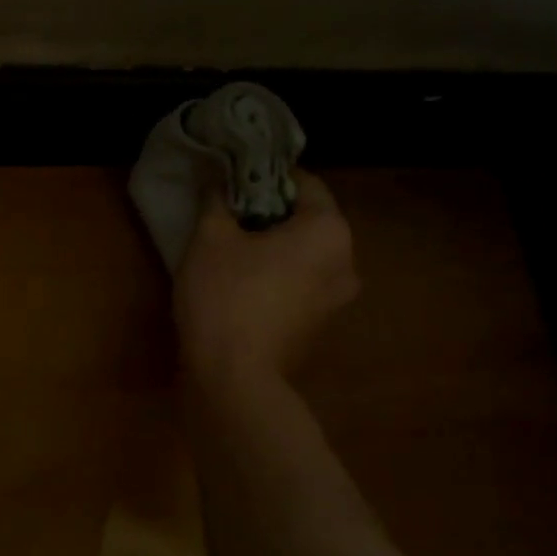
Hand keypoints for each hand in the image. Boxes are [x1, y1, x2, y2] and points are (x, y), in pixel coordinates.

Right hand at [174, 172, 358, 385]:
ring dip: (276, 248)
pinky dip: (279, 277)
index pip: (305, 183)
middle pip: (309, 221)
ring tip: (235, 250)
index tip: (235, 181)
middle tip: (231, 215)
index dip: (266, 177)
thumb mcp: (210, 239)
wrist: (235, 378)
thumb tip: (217, 181)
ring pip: (306, 256)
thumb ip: (216, 201)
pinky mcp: (320, 327)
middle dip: (271, 214)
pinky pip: (302, 286)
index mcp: (328, 231)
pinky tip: (245, 285)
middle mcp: (346, 261)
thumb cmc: (226, 297)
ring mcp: (337, 300)